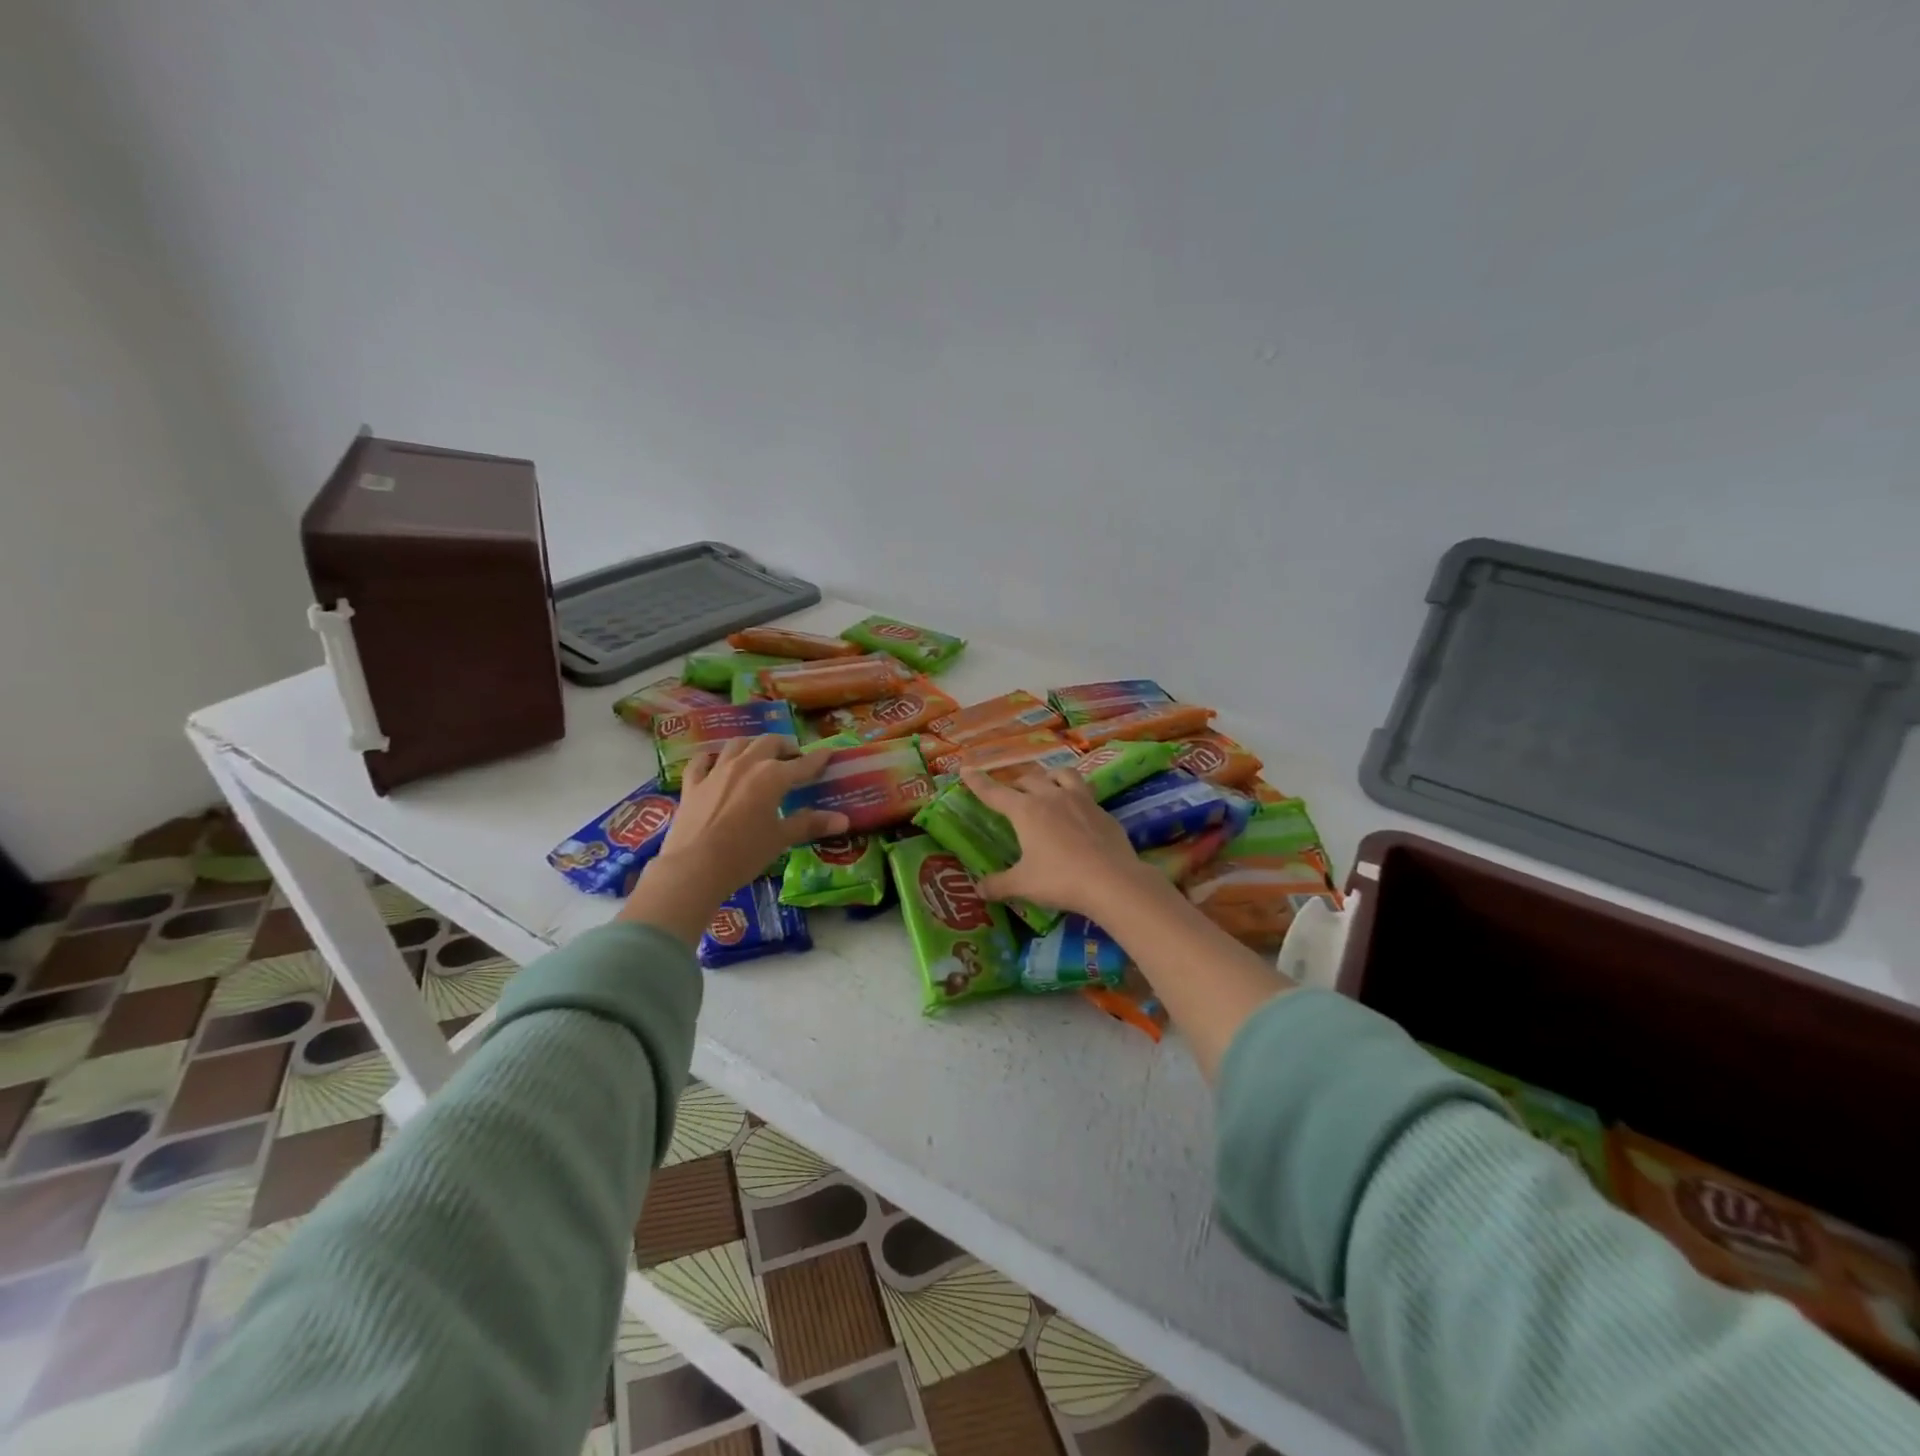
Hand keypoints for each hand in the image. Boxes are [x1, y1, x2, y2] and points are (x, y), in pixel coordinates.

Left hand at [619, 737, 848, 943]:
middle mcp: (746, 764)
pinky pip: (701, 762)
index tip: (828, 753)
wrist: (694, 867)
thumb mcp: (781, 839)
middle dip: (784, 746)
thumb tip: (844, 819)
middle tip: (792, 758)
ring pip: (737, 745)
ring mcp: (716, 772)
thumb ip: (811, 824)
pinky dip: (711, 759)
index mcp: (773, 776)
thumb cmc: (745, 853)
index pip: (803, 764)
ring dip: (751, 746)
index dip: (818, 759)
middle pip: (768, 743)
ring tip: (758, 755)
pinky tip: (713, 762)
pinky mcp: (692, 784)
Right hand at [959, 767, 1164, 921]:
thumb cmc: (1060, 879)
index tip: (966, 769)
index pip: (994, 792)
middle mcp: (1051, 797)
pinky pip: (1084, 792)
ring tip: (1046, 785)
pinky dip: (1074, 795)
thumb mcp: (1023, 885)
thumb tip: (978, 889)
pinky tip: (1076, 810)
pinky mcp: (1102, 810)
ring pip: (1061, 774)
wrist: (1112, 880)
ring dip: (1048, 776)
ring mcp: (1080, 800)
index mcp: (1025, 811)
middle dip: (1015, 783)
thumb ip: (998, 885)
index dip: (978, 782)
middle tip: (1011, 793)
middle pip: (1028, 779)